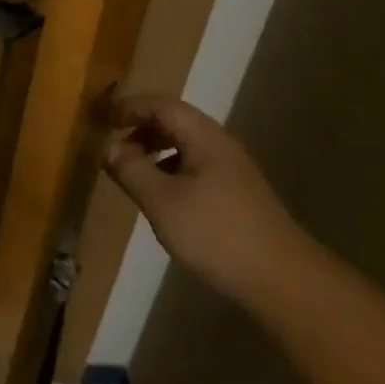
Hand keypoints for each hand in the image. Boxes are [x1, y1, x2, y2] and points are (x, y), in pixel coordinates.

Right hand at [104, 97, 308, 309]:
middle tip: (113, 149)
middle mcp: (219, 144)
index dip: (130, 108)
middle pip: (175, 122)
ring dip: (155, 151)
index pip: (161, 105)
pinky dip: (171, 171)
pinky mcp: (236, 194)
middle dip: (141, 129)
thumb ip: (132, 170)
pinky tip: (162, 198)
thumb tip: (108, 146)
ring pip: (185, 146)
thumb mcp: (162, 201)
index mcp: (203, 136)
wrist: (281, 278)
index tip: (103, 120)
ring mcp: (232, 169)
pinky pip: (195, 167)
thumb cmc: (215, 233)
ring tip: (132, 174)